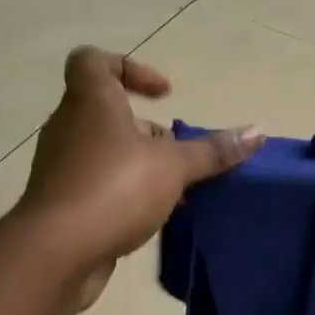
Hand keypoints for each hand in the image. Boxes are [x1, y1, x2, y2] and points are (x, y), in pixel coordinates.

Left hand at [19, 48, 262, 308]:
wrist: (56, 253)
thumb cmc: (115, 188)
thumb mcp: (174, 166)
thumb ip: (214, 151)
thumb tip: (259, 132)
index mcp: (90, 101)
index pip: (92, 60)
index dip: (129, 67)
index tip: (163, 94)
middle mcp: (69, 126)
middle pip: (108, 111)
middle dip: (148, 130)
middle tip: (179, 153)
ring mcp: (62, 165)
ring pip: (105, 151)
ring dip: (141, 165)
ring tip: (176, 190)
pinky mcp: (61, 201)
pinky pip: (98, 184)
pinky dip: (125, 192)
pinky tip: (155, 217)